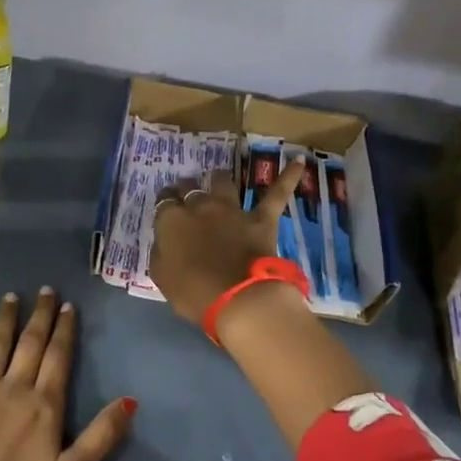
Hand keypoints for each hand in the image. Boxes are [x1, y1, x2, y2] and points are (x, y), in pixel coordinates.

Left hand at [0, 289, 134, 460]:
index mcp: (45, 404)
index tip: (67, 306)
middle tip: (45, 291)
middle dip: (40, 315)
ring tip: (11, 297)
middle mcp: (14, 388)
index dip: (64, 330)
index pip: (58, 357)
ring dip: (5, 319)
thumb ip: (102, 435)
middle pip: (30, 343)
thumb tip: (130, 399)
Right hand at [149, 159, 304, 328]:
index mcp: (172, 221)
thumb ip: (161, 253)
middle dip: (186, 189)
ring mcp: (233, 210)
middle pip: (190, 188)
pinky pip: (276, 194)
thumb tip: (165, 242)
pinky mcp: (261, 219)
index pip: (165, 202)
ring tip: (217, 178)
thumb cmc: (193, 293)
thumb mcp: (162, 276)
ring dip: (218, 179)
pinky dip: (288, 177)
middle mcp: (200, 207)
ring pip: (223, 183)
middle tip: (186, 195)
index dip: (166, 203)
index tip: (166, 206)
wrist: (237, 300)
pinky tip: (299, 161)